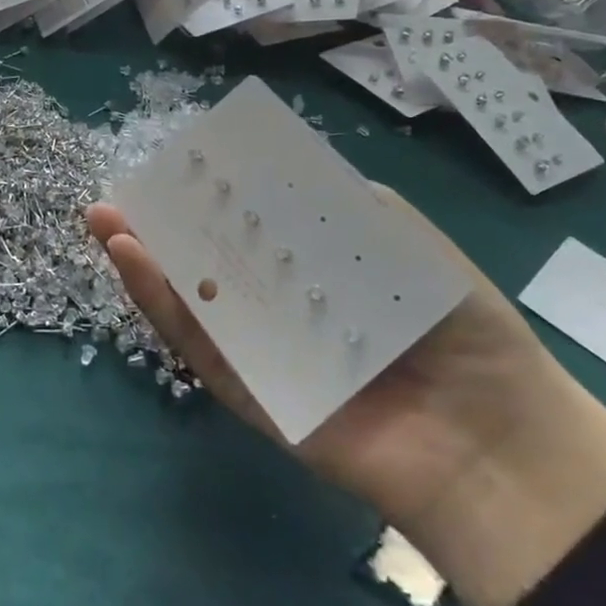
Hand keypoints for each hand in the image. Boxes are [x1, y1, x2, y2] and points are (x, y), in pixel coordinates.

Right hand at [88, 192, 605, 605]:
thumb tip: (285, 166)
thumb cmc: (462, 329)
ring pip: (193, 308)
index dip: (205, 199)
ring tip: (107, 225)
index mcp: (312, 275)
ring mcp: (265, 358)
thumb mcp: (408, 246)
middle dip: (158, 231)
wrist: (498, 439)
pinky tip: (138, 266)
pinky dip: (168, 311)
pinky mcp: (255, 400)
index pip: (246, 230)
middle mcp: (281, 313)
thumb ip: (350, 207)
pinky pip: (205, 353)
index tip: (169, 168)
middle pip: (207, 266)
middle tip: (114, 200)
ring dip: (145, 267)